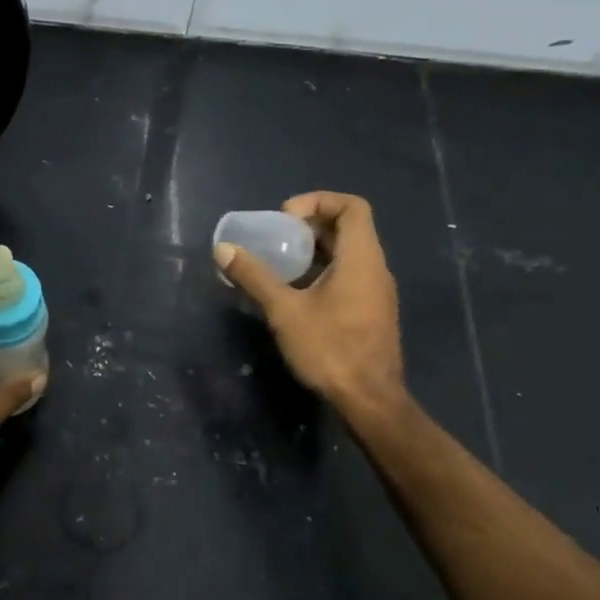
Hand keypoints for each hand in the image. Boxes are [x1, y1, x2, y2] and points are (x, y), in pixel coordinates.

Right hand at [214, 192, 406, 420]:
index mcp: (361, 258)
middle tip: (275, 239)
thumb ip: (254, 276)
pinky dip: (322, 272)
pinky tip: (295, 294)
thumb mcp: (284, 310)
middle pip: (348, 228)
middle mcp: (375, 268)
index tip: (285, 218)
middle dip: (309, 226)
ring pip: (347, 255)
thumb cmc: (329, 348)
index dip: (318, 201)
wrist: (368, 399)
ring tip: (279, 264)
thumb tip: (222, 249)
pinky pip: (348, 276)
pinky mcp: (371, 312)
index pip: (351, 206)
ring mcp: (376, 292)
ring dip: (314, 251)